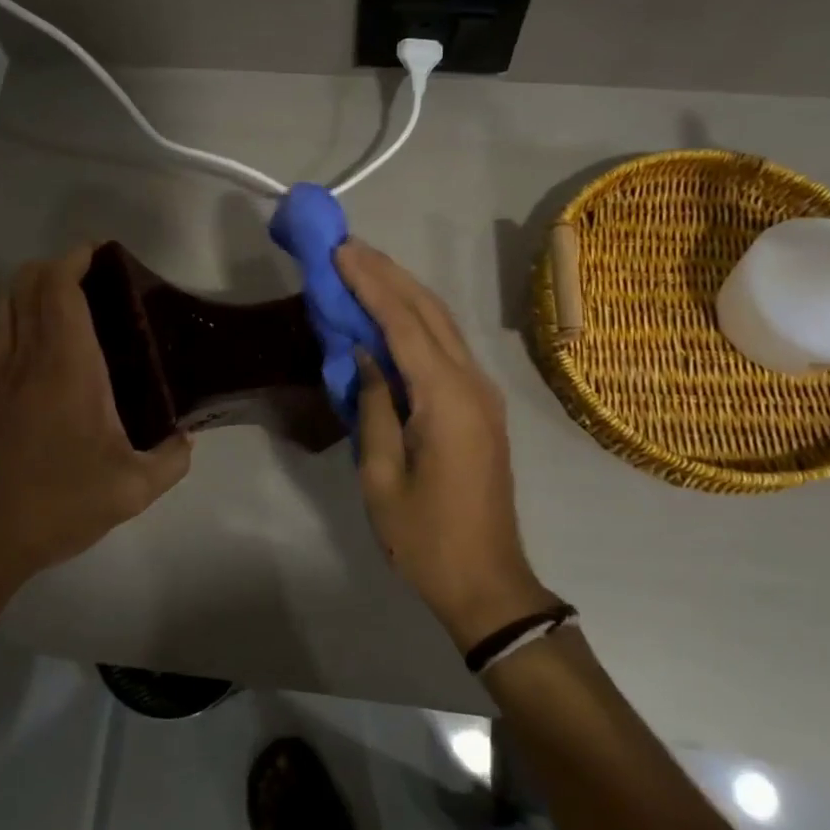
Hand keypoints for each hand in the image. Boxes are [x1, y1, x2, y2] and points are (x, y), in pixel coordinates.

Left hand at [0, 246, 191, 588]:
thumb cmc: (61, 502)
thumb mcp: (133, 488)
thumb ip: (171, 459)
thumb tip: (185, 439)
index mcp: (68, 366)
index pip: (59, 290)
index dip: (74, 259)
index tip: (99, 252)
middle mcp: (29, 358)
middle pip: (27, 286)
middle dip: (54, 266)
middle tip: (92, 275)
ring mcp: (0, 375)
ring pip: (4, 306)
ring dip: (28, 287)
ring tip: (62, 295)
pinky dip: (7, 317)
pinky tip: (25, 331)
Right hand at [337, 240, 556, 652]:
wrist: (488, 583)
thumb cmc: (425, 538)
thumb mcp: (380, 477)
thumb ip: (373, 407)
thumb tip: (365, 355)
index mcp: (446, 399)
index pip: (403, 323)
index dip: (370, 284)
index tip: (341, 252)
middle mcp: (472, 383)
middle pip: (429, 311)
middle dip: (389, 274)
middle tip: (349, 246)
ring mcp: (482, 393)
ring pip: (442, 324)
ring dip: (405, 291)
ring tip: (366, 266)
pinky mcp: (480, 406)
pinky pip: (447, 348)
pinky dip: (417, 321)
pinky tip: (392, 313)